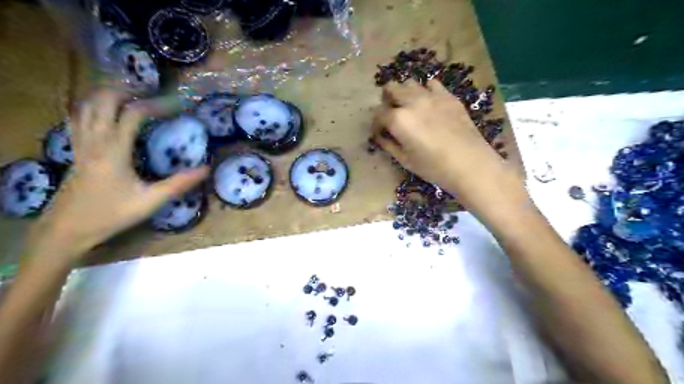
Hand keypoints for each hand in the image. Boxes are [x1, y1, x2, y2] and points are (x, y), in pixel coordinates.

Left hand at [26, 89, 207, 260]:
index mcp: (114, 150)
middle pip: (104, 100)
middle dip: (128, 91)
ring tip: (130, 96)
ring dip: (108, 95)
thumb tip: (206, 169)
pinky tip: (103, 112)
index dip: (156, 105)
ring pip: (87, 106)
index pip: (133, 114)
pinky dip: (92, 107)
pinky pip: (79, 118)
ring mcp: (81, 143)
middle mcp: (95, 140)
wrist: (67, 229)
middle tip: (151, 93)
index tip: (176, 105)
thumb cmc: (112, 214)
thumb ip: (179, 183)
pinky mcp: (75, 150)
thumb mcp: (151, 200)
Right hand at [373, 78, 524, 215]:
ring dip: (404, 93)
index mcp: (398, 119)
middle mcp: (412, 102)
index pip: (378, 113)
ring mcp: (431, 96)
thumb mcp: (405, 160)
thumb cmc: (433, 167)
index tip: (379, 132)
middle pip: (391, 88)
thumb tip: (380, 136)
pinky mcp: (448, 96)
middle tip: (391, 114)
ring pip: (409, 83)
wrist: (470, 164)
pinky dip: (426, 90)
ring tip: (409, 107)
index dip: (376, 123)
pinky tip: (429, 103)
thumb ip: (389, 145)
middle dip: (386, 100)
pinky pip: (432, 84)